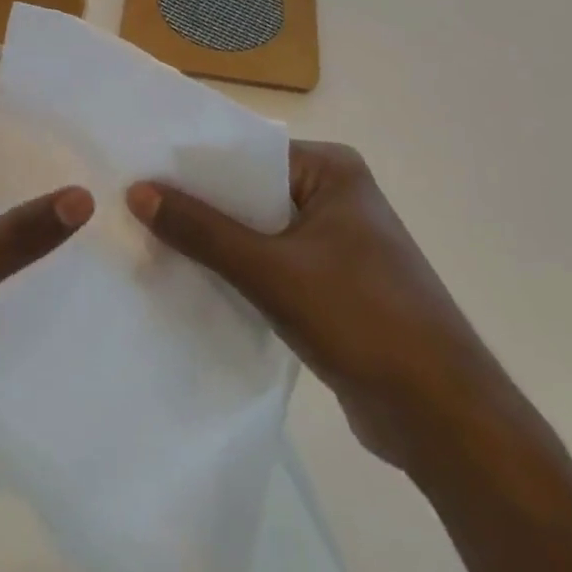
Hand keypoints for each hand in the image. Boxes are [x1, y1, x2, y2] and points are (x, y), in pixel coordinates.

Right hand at [128, 141, 505, 472]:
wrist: (442, 417)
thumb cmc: (362, 320)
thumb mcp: (272, 271)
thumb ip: (203, 231)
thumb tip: (138, 190)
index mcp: (331, 171)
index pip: (246, 153)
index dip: (192, 165)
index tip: (136, 171)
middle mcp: (334, 196)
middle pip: (248, 193)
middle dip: (196, 207)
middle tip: (130, 208)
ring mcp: (334, 243)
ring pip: (255, 231)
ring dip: (212, 243)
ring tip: (146, 242)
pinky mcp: (330, 284)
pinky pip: (268, 264)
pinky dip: (234, 272)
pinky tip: (188, 281)